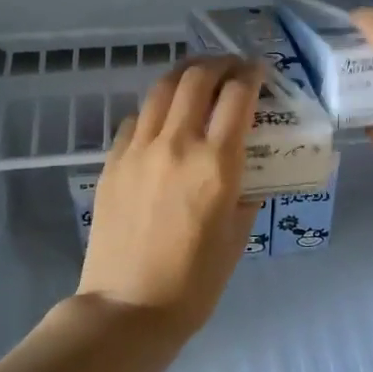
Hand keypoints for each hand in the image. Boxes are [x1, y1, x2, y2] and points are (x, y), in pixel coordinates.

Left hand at [78, 55, 261, 337]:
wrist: (128, 307)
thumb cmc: (194, 283)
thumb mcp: (237, 238)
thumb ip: (245, 196)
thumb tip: (246, 176)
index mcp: (216, 164)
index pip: (237, 96)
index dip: (252, 75)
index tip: (260, 72)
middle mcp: (177, 144)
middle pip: (197, 79)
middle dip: (219, 64)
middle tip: (232, 68)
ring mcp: (138, 150)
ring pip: (161, 89)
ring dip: (185, 74)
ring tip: (199, 77)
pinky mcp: (112, 162)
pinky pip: (136, 119)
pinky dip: (156, 107)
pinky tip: (164, 118)